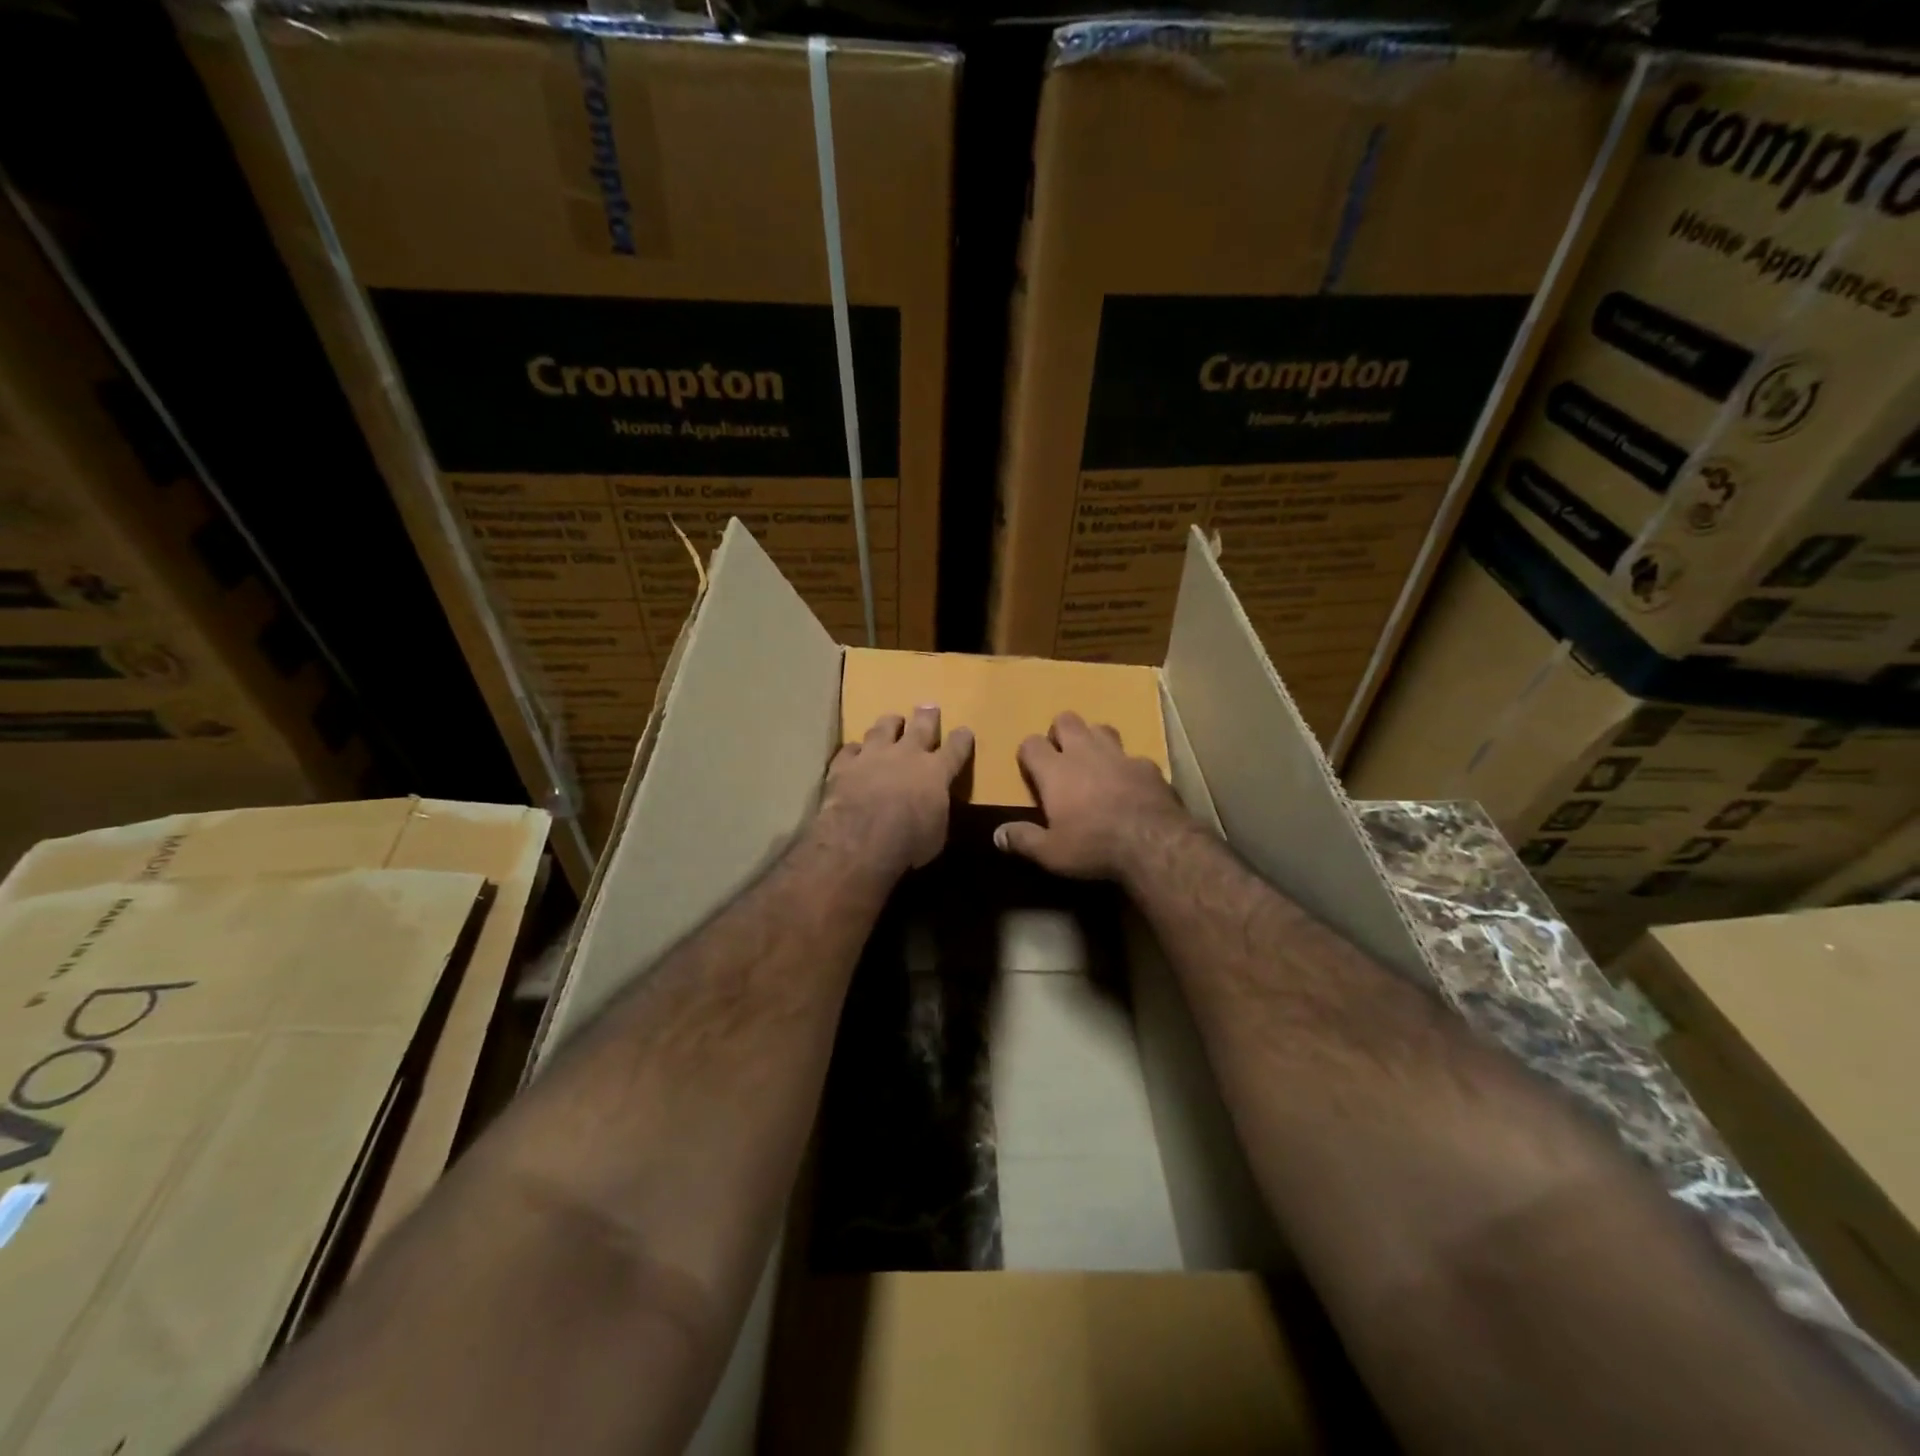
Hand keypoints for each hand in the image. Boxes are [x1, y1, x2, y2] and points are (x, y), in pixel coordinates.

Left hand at [818, 706, 974, 875]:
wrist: (861, 839)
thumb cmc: (909, 842)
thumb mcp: (936, 833)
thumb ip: (936, 811)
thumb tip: (933, 807)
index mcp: (936, 772)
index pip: (956, 748)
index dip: (961, 738)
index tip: (964, 731)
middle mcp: (907, 755)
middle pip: (920, 726)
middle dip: (927, 716)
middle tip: (928, 706)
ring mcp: (873, 755)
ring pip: (883, 728)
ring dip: (889, 723)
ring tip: (892, 720)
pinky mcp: (844, 764)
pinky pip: (850, 749)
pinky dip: (854, 750)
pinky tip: (854, 751)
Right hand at [995, 711, 1193, 882]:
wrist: (1154, 844)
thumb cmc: (1093, 846)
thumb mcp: (1051, 853)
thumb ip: (1023, 840)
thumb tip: (997, 835)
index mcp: (1055, 771)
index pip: (1031, 743)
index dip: (1028, 753)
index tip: (1031, 769)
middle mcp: (1084, 753)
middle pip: (1066, 720)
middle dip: (1060, 732)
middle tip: (1061, 757)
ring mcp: (1119, 755)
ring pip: (1101, 728)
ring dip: (1094, 739)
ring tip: (1094, 761)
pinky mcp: (1148, 766)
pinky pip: (1133, 756)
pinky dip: (1127, 766)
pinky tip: (1130, 783)